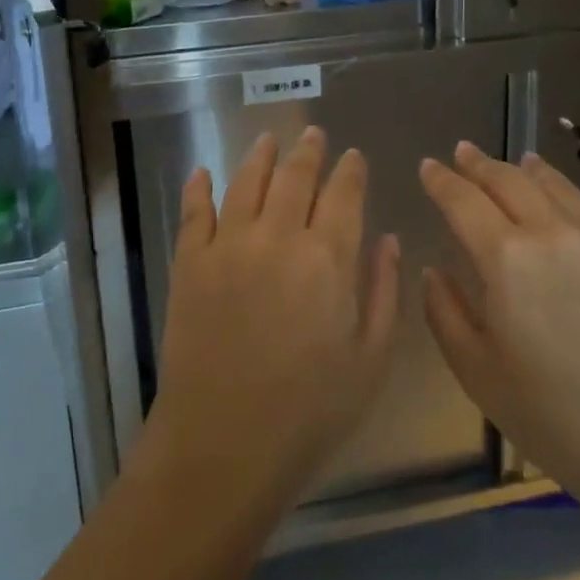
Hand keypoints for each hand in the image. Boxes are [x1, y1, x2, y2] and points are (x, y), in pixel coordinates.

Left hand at [140, 128, 401, 514]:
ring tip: (268, 140)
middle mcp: (278, 235)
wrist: (223, 445)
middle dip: (308, 151)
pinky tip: (201, 172)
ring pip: (246, 181)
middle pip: (295, 176)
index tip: (353, 156)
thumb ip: (384, 292)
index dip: (350, 170)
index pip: (343, 194)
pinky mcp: (190, 262)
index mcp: (327, 257)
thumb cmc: (309, 412)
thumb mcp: (371, 360)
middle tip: (314, 134)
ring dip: (260, 155)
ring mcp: (229, 244)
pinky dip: (198, 187)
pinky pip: (194, 211)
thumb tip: (389, 240)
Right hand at [419, 143, 579, 527]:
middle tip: (465, 151)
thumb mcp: (478, 374)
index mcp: (506, 257)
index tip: (428, 165)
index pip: (463, 202)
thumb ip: (446, 315)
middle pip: (510, 182)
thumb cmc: (555, 417)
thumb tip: (435, 272)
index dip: (441, 181)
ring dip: (536, 171)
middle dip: (481, 164)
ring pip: (563, 188)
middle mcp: (552, 233)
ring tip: (524, 160)